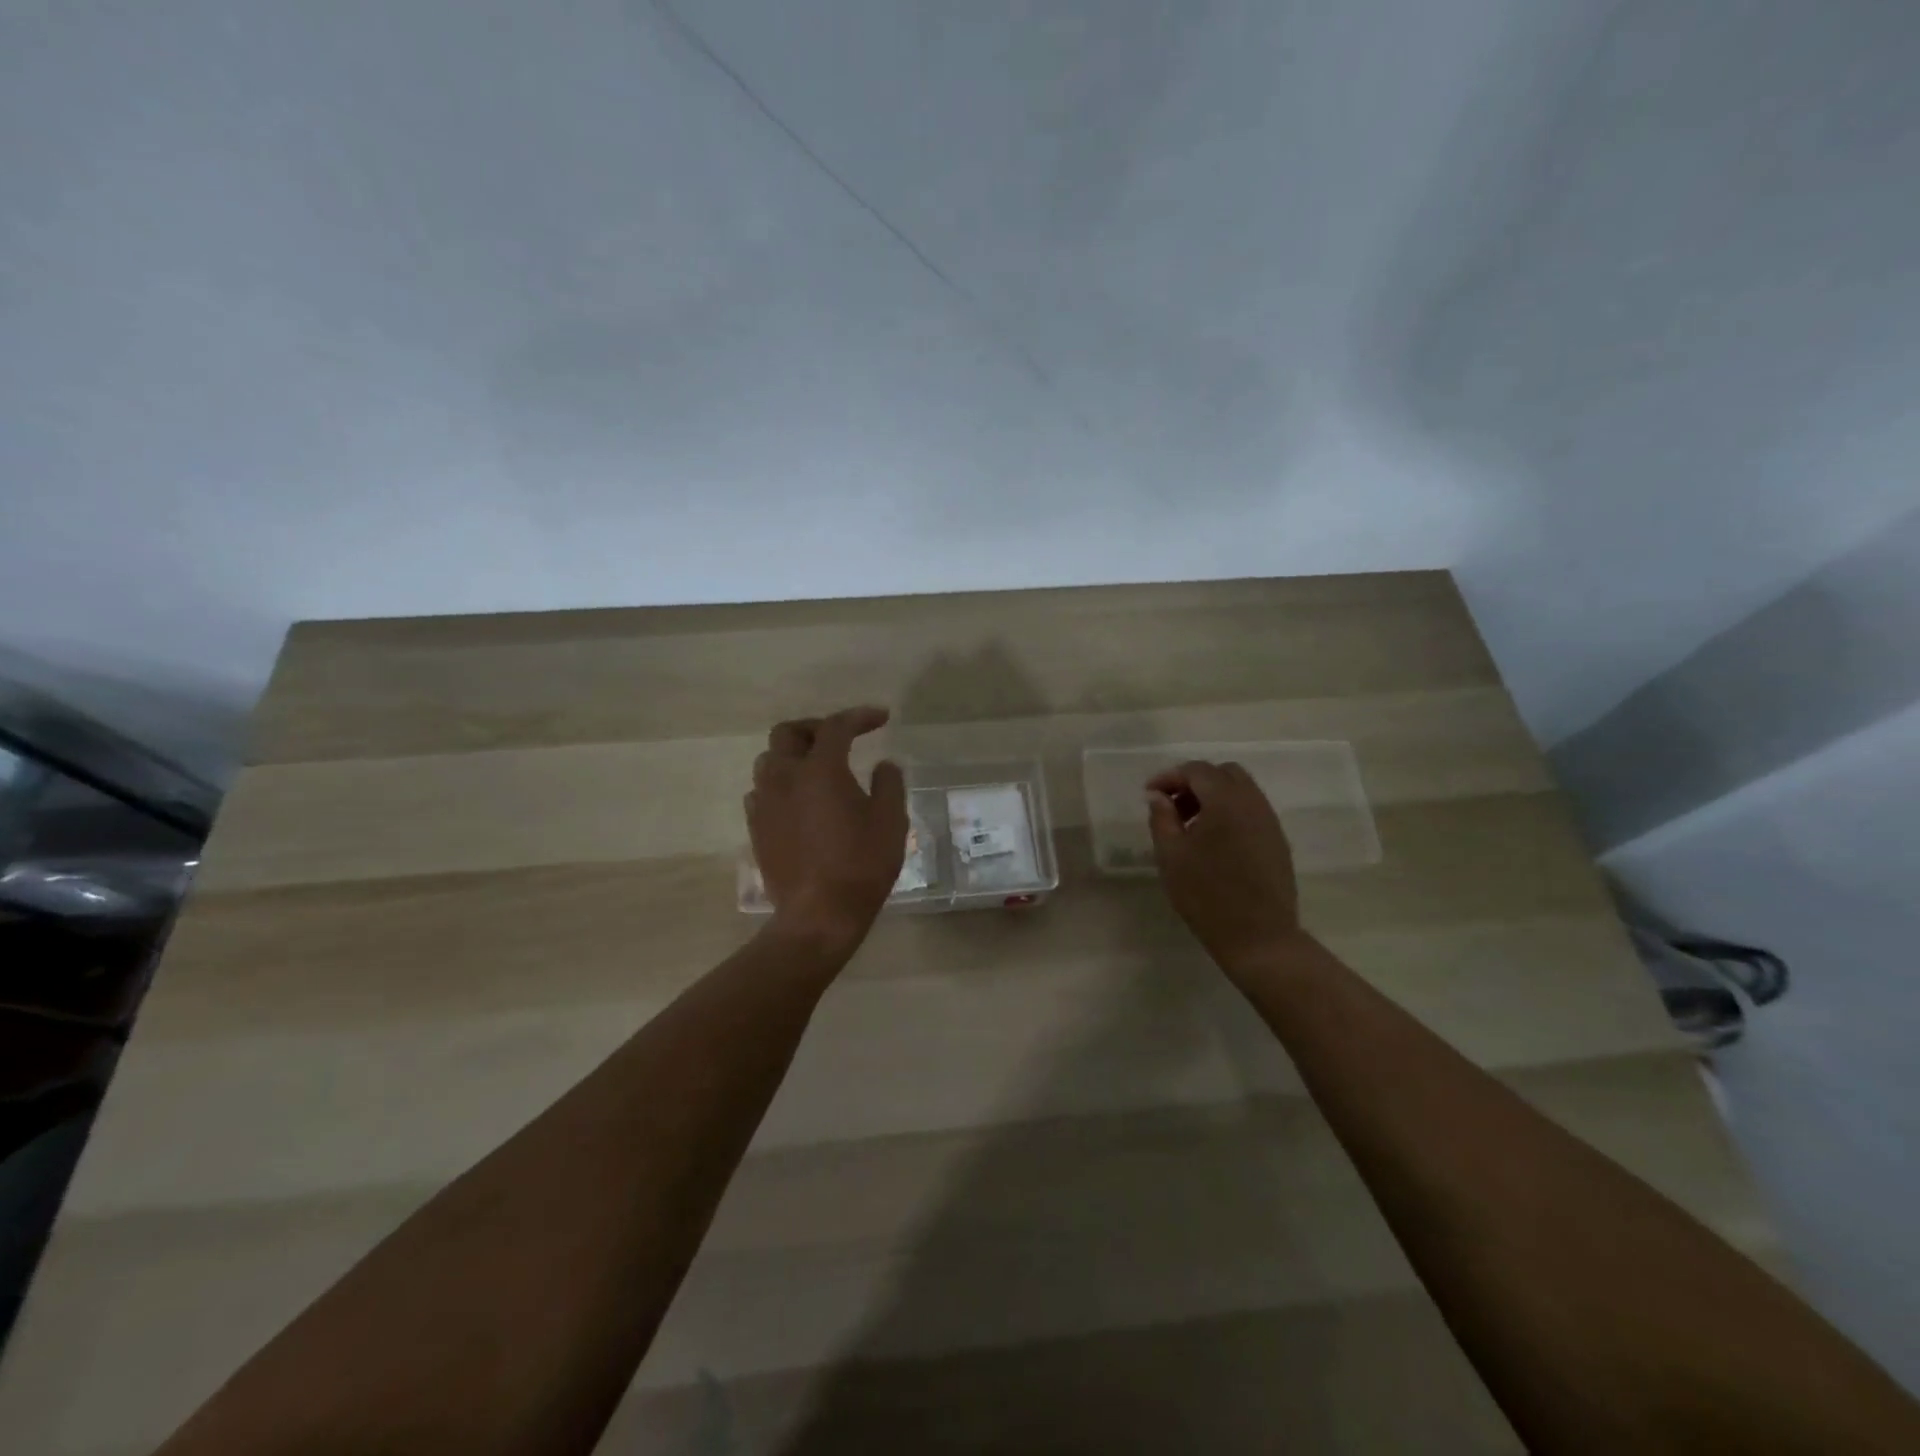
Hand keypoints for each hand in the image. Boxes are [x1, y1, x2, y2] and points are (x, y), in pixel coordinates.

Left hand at [747, 706, 907, 956]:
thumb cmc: (861, 865)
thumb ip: (888, 784)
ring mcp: (765, 803)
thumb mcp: (891, 821)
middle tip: (840, 739)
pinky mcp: (756, 828)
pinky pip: (762, 792)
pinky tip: (799, 801)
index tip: (881, 718)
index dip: (859, 717)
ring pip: (769, 761)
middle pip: (788, 733)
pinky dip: (781, 785)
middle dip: (815, 728)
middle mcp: (784, 778)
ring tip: (818, 770)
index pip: (836, 726)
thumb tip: (883, 765)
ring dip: (793, 755)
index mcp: (820, 769)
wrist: (819, 916)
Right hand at [1147, 760, 1303, 976]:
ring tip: (1190, 825)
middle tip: (1172, 806)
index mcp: (1225, 801)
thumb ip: (1162, 818)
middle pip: (1223, 773)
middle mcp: (1252, 802)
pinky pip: (1252, 810)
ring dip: (1213, 797)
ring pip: (1241, 790)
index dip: (1169, 777)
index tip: (1149, 795)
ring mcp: (1270, 821)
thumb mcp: (1171, 856)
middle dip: (1195, 782)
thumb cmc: (1207, 895)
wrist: (1259, 937)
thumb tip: (1158, 796)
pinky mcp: (1277, 841)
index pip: (1196, 770)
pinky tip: (1214, 841)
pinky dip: (1230, 812)